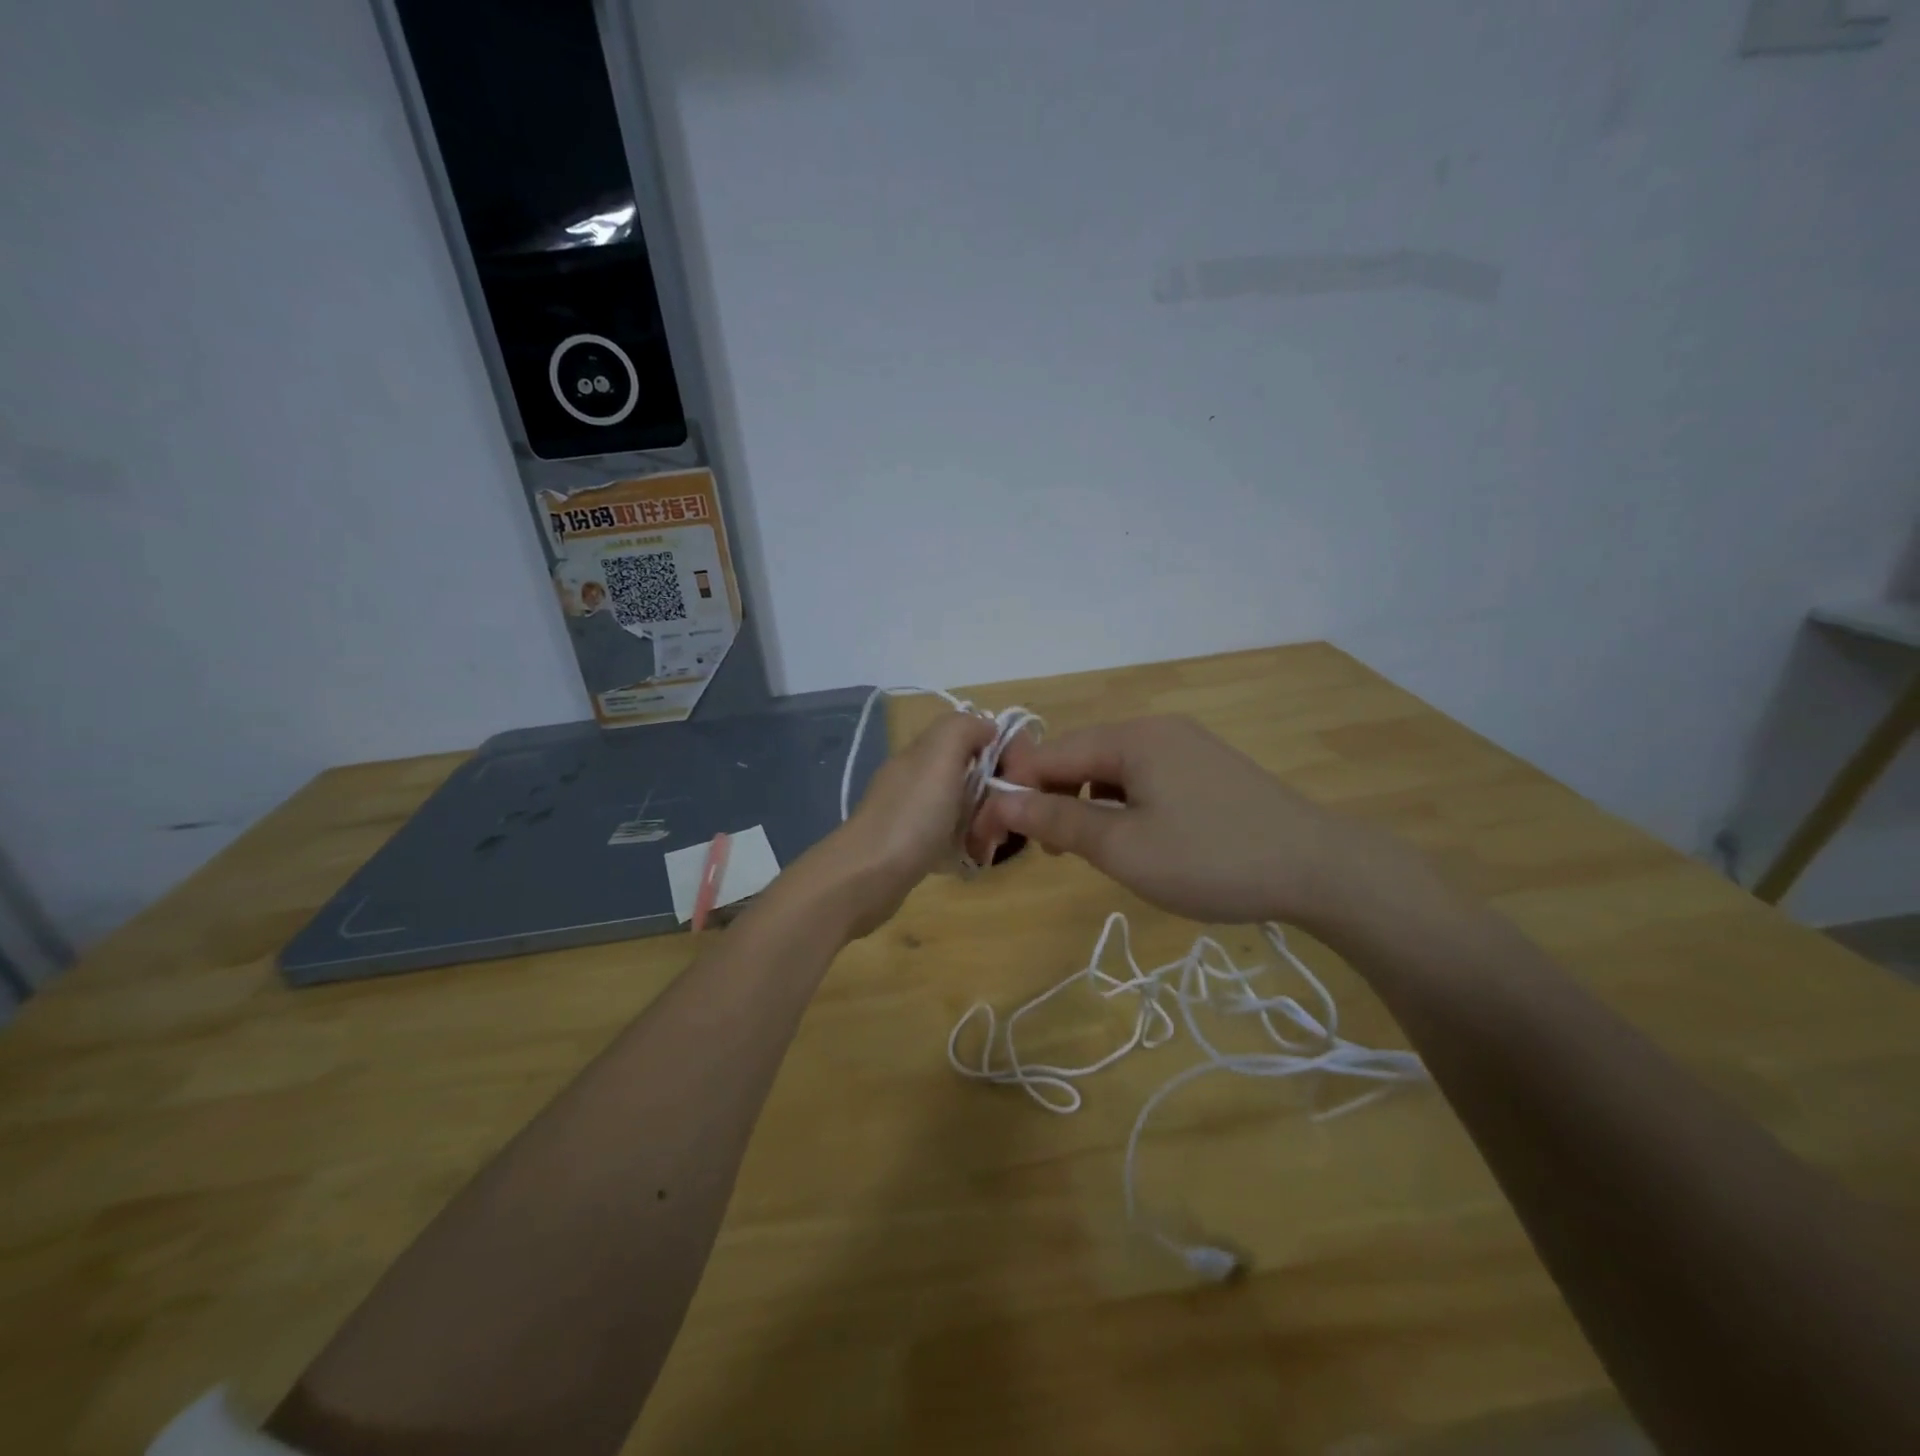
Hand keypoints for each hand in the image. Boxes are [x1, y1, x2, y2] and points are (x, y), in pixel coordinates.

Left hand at [798, 710, 998, 937]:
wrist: (866, 877)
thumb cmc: (912, 816)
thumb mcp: (939, 758)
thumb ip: (962, 729)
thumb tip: (986, 726)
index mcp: (922, 752)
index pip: (970, 735)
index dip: (1000, 749)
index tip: (1021, 775)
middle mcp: (914, 777)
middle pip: (969, 773)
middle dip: (994, 793)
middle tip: (1004, 818)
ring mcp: (910, 813)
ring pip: (961, 807)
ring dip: (982, 822)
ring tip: (989, 843)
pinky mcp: (910, 846)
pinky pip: (949, 836)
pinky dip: (964, 845)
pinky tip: (972, 858)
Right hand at [977, 714, 1391, 928]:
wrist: (1319, 869)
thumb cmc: (1210, 858)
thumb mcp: (1122, 847)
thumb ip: (1057, 819)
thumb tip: (1000, 801)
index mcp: (1131, 736)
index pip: (1047, 754)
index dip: (1014, 791)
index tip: (997, 837)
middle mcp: (1155, 728)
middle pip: (1079, 756)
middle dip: (1052, 798)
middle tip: (1051, 852)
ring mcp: (1186, 746)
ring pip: (1111, 768)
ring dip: (1087, 804)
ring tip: (1090, 849)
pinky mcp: (1207, 768)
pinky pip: (1144, 777)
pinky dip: (1123, 804)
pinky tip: (1135, 837)